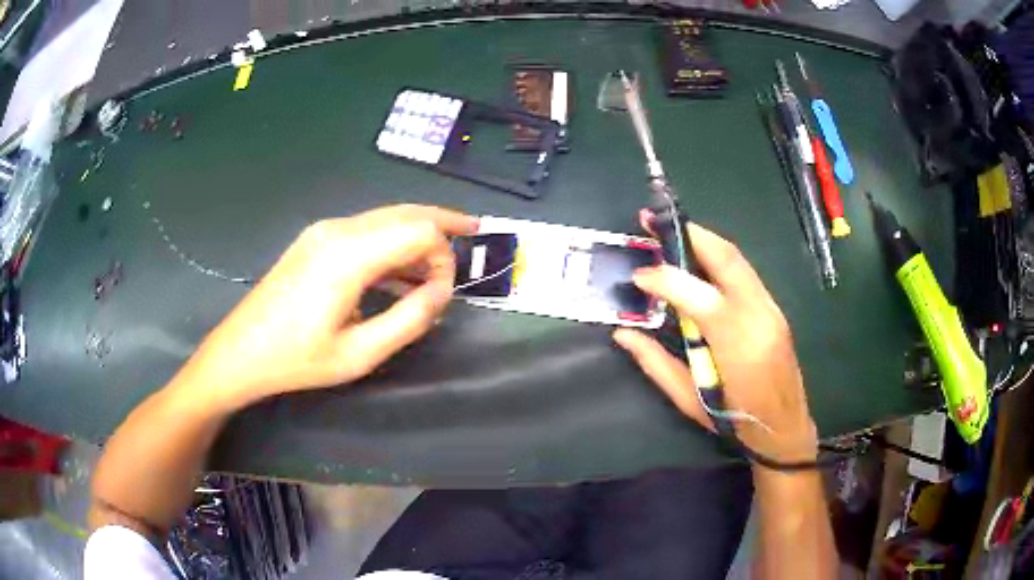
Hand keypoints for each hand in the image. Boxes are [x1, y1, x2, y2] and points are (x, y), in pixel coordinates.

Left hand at [174, 204, 477, 411]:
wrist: (240, 352)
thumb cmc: (297, 360)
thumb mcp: (360, 354)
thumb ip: (409, 319)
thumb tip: (442, 291)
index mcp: (348, 255)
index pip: (419, 231)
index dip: (443, 256)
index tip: (444, 294)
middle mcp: (338, 229)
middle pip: (405, 211)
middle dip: (442, 223)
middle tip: (475, 232)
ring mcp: (323, 231)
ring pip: (386, 217)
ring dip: (417, 235)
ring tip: (439, 264)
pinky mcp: (315, 240)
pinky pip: (366, 230)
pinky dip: (392, 244)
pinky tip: (400, 271)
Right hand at [613, 219, 817, 466]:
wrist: (784, 428)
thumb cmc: (735, 421)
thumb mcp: (690, 400)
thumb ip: (656, 363)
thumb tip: (623, 333)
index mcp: (736, 345)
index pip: (697, 295)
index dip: (664, 278)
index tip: (638, 275)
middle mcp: (759, 316)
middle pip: (725, 258)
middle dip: (688, 234)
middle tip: (652, 221)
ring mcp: (771, 309)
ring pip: (737, 259)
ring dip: (702, 241)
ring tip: (671, 233)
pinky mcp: (774, 309)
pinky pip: (743, 272)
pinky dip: (716, 259)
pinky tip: (697, 261)